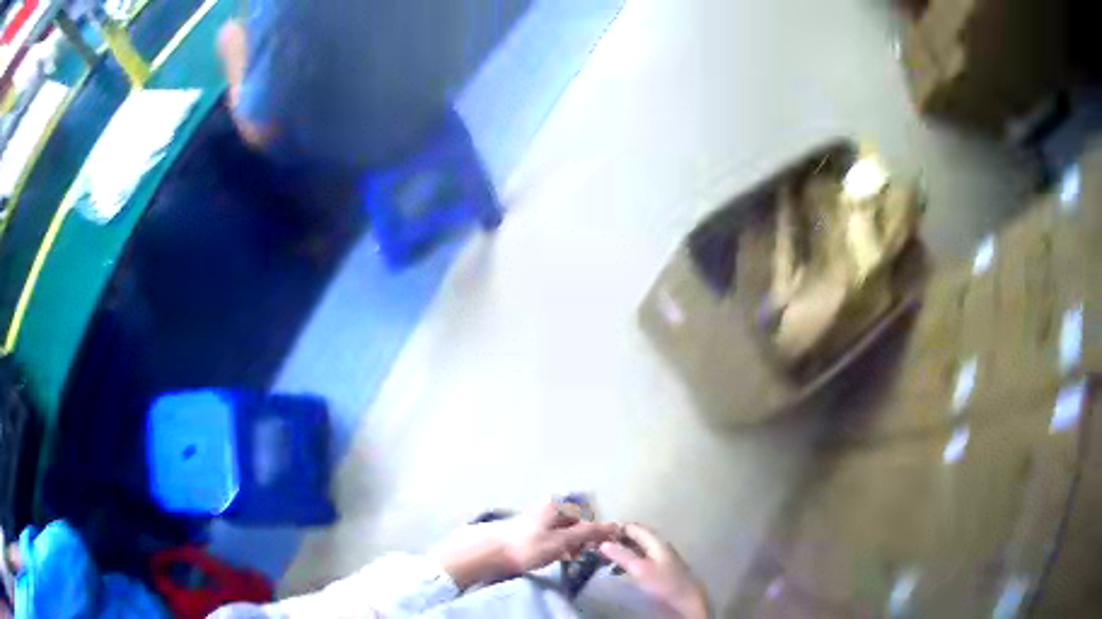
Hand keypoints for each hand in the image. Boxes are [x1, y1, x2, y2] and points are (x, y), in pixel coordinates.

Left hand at [431, 503, 618, 589]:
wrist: (491, 553)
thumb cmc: (528, 546)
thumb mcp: (562, 541)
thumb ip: (589, 533)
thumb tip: (615, 525)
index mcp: (557, 506)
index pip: (587, 515)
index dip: (596, 531)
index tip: (597, 547)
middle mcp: (548, 507)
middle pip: (575, 522)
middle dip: (582, 538)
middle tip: (581, 554)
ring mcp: (538, 518)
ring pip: (564, 530)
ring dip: (570, 543)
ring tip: (568, 558)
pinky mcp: (529, 530)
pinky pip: (552, 535)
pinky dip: (558, 545)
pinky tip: (556, 556)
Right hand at [600, 524, 709, 618]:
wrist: (686, 602)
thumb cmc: (663, 584)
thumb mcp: (640, 569)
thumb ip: (622, 555)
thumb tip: (603, 543)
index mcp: (657, 542)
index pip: (635, 527)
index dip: (617, 528)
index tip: (597, 533)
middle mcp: (660, 546)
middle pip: (638, 536)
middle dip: (619, 538)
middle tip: (599, 544)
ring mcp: (662, 558)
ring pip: (639, 548)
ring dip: (623, 549)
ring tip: (606, 555)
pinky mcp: (661, 570)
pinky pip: (642, 558)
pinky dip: (629, 558)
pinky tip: (621, 567)